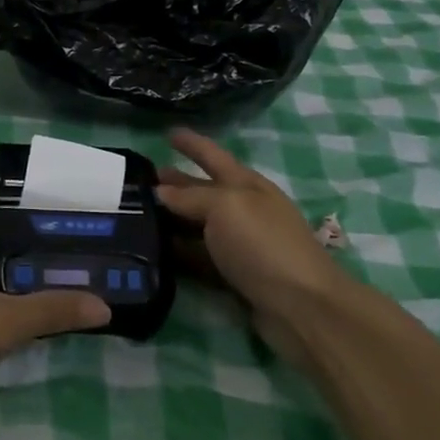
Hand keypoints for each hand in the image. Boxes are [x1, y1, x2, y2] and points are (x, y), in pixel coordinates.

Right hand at [155, 129, 348, 361]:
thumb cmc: (263, 244)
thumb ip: (191, 196)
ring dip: (172, 219)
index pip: (213, 156)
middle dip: (176, 183)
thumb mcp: (226, 207)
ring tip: (138, 216)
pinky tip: (155, 251)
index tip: (168, 133)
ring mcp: (240, 245)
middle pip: (203, 191)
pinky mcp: (234, 276)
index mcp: (246, 185)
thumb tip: (161, 191)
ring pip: (198, 226)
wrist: (301, 306)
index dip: (192, 144)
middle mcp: (244, 210)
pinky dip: (179, 253)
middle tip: (140, 181)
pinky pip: (199, 258)